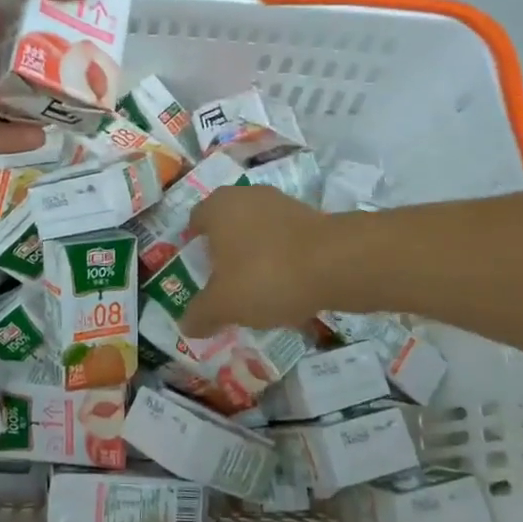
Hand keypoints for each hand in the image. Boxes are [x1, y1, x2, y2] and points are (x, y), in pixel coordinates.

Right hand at [179, 186, 334, 336]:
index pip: (195, 221)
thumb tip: (186, 325)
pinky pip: (285, 240)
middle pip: (227, 226)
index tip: (197, 273)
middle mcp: (246, 196)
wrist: (336, 264)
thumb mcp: (224, 304)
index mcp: (218, 206)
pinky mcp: (311, 217)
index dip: (193, 247)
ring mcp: (281, 203)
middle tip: (224, 285)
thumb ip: (201, 314)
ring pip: (257, 233)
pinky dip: (282, 259)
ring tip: (256, 291)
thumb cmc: (265, 275)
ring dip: (255, 256)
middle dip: (225, 253)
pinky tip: (286, 287)